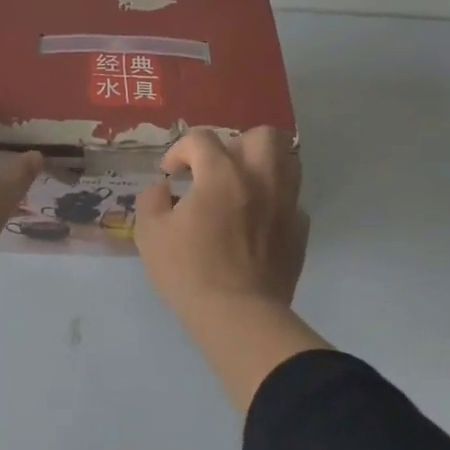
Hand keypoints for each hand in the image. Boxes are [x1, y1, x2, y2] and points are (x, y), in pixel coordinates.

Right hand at [135, 128, 308, 325]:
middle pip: (261, 135)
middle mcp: (260, 179)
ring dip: (263, 165)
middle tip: (217, 169)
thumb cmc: (189, 271)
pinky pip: (292, 201)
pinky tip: (257, 220)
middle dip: (236, 144)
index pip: (201, 139)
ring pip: (288, 161)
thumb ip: (152, 199)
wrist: (238, 315)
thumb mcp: (150, 233)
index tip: (170, 173)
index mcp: (221, 174)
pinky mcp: (299, 229)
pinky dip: (275, 201)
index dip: (180, 150)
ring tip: (242, 186)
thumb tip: (164, 188)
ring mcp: (286, 203)